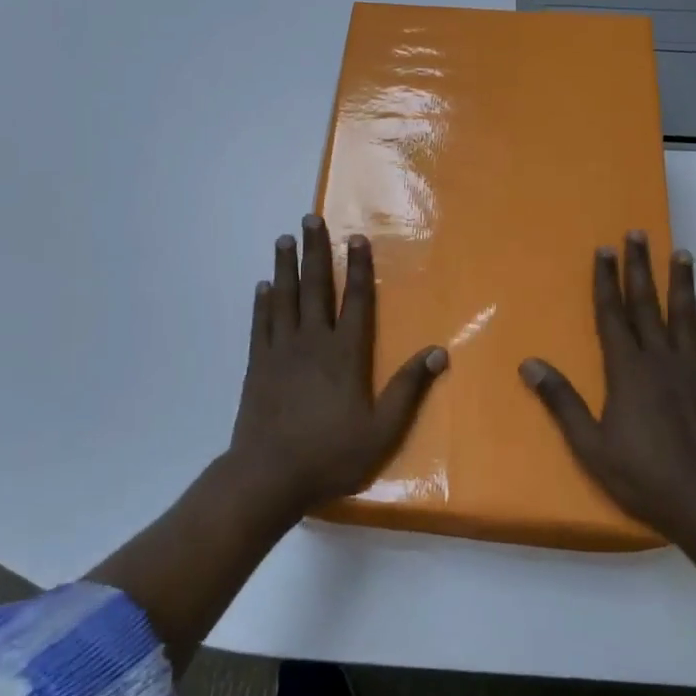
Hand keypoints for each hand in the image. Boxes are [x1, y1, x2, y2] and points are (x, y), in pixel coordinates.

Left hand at [229, 215, 446, 516]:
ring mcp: (280, 351)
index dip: (358, 268)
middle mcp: (312, 342)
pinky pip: (260, 324)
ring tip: (285, 238)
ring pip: (285, 298)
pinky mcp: (257, 365)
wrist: (268, 476)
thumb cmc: (330, 455)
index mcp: (345, 354)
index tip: (356, 238)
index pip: (355, 301)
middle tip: (310, 219)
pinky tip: (263, 286)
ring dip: (285, 266)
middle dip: (315, 251)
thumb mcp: (382, 431)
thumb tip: (438, 352)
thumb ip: (408, 389)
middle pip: (315, 288)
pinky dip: (262, 303)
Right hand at [519, 231, 695, 544]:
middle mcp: (660, 358)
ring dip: (681, 282)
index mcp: (627, 370)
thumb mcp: (590, 445)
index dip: (606, 281)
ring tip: (680, 252)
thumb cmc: (643, 475)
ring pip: (685, 314)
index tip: (603, 250)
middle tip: (638, 234)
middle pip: (647, 304)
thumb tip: (529, 364)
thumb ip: (561, 401)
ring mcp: (693, 369)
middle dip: (640, 267)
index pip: (612, 315)